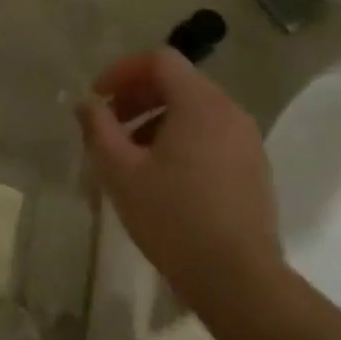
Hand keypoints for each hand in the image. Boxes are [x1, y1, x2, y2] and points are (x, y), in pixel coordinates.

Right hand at [77, 48, 282, 310]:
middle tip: (108, 126)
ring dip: (156, 120)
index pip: (159, 60)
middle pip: (178, 83)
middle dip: (137, 97)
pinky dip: (181, 139)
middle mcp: (229, 111)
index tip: (98, 98)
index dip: (122, 71)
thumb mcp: (121, 173)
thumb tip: (87, 104)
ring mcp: (247, 139)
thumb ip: (98, 129)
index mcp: (200, 104)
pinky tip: (161, 177)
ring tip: (130, 156)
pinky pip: (211, 134)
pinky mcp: (253, 166)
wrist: (238, 279)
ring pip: (194, 110)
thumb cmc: (174, 219)